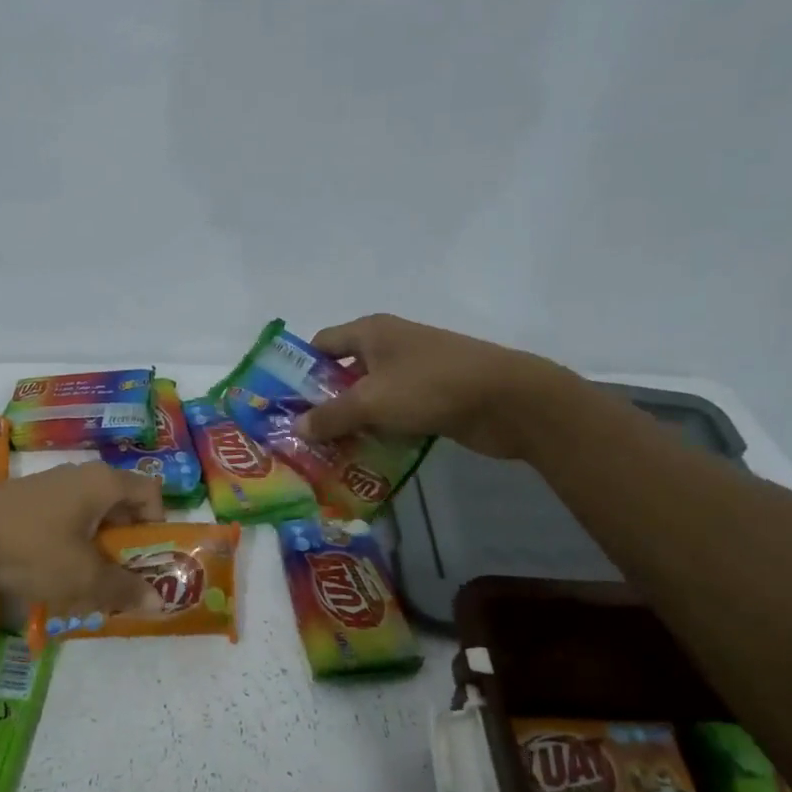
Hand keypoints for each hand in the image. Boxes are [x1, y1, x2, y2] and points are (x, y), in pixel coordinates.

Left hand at [0, 463, 165, 613]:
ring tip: (84, 579)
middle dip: (126, 541)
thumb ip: (124, 590)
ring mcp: (50, 483)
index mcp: (104, 483)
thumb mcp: (85, 579)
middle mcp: (81, 474)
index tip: (146, 558)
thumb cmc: (34, 551)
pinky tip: (49, 569)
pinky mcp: (25, 497)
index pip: (151, 493)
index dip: (158, 525)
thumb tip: (159, 603)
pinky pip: (63, 516)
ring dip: (96, 544)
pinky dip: (68, 540)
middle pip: (121, 503)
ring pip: (90, 512)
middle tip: (119, 576)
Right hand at [296, 314, 577, 459]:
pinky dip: (379, 432)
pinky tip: (364, 459)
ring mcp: (413, 372)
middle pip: (344, 373)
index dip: (300, 370)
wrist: (508, 399)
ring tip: (326, 455)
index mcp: (371, 332)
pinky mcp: (432, 398)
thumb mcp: (371, 401)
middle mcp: (389, 346)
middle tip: (301, 436)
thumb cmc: (430, 386)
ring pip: (370, 398)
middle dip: (323, 404)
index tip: (283, 403)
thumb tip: (296, 427)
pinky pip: (394, 414)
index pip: (322, 345)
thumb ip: (330, 415)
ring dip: (352, 423)